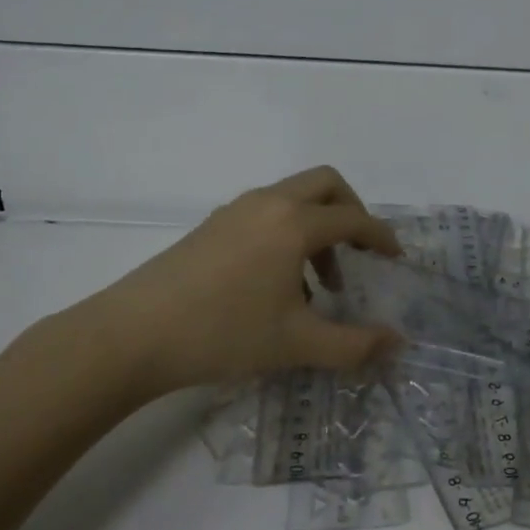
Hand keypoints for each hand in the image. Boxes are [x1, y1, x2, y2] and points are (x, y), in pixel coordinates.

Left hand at [51, 166, 403, 397]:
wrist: (132, 335)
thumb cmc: (223, 333)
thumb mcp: (296, 344)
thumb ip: (354, 345)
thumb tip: (397, 343)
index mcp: (293, 223)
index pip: (353, 219)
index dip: (380, 237)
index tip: (395, 258)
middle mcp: (268, 203)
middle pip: (325, 184)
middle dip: (351, 212)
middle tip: (357, 253)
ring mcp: (236, 210)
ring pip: (293, 198)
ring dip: (317, 226)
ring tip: (317, 284)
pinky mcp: (213, 225)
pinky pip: (266, 212)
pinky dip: (287, 232)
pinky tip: (277, 283)